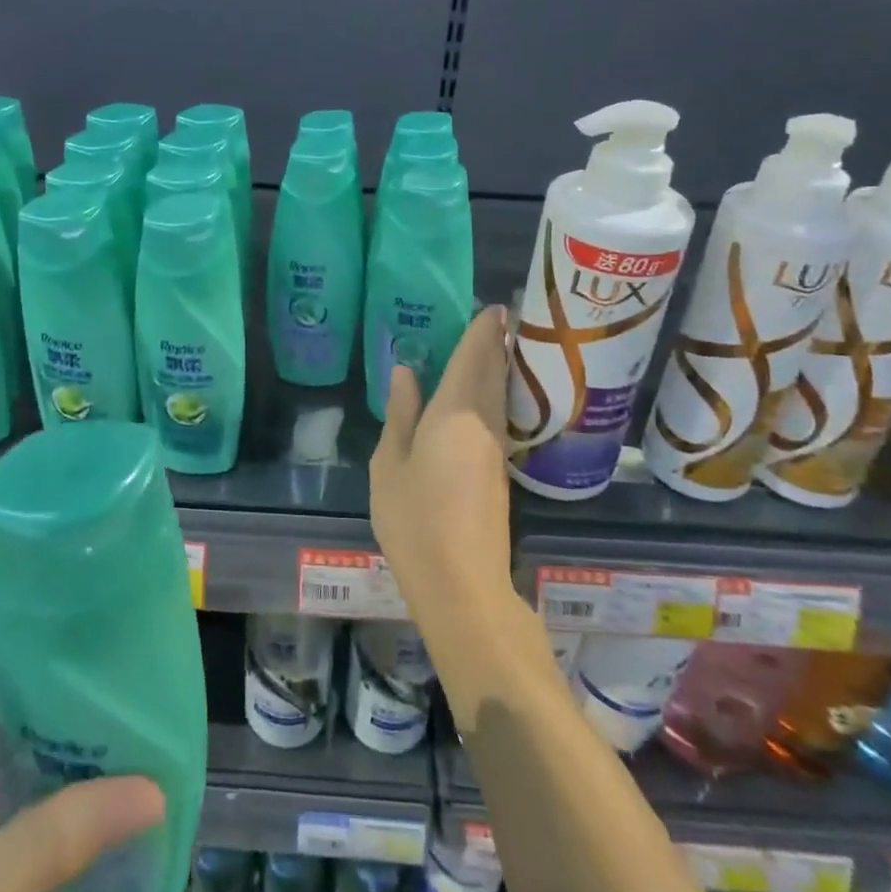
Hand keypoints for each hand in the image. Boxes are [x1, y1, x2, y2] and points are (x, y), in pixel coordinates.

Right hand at [370, 305, 516, 631]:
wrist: (462, 584)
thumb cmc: (415, 519)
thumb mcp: (391, 464)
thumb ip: (400, 414)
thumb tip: (405, 372)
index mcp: (454, 414)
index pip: (473, 360)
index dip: (483, 332)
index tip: (494, 307)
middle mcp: (483, 424)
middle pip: (493, 374)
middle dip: (495, 345)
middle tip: (496, 319)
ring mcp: (496, 450)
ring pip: (498, 395)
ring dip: (497, 367)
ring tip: (492, 346)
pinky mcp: (499, 473)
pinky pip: (497, 416)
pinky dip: (493, 393)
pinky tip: (483, 395)